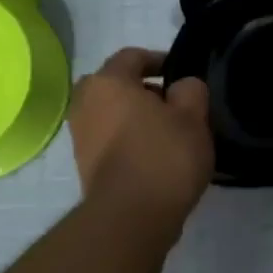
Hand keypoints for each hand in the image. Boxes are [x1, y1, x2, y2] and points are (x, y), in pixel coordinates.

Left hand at [70, 49, 212, 234]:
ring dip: (134, 117)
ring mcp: (80, 136)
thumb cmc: (163, 156)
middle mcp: (85, 103)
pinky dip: (128, 140)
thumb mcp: (193, 117)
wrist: (131, 217)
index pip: (133, 56)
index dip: (160, 60)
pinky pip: (109, 139)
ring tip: (167, 134)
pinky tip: (153, 156)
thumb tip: (182, 87)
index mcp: (108, 82)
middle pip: (115, 85)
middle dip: (142, 90)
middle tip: (172, 104)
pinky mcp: (84, 165)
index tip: (181, 74)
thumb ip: (191, 90)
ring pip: (111, 113)